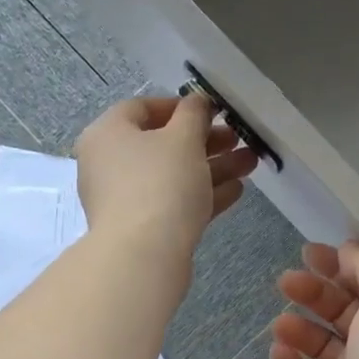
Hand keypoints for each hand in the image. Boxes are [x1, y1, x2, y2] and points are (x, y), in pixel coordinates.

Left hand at [75, 95, 257, 264]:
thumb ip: (194, 115)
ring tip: (250, 164)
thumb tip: (198, 102)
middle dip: (205, 141)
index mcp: (108, 134)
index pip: (142, 108)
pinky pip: (174, 203)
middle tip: (239, 139)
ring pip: (173, 176)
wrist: (143, 256)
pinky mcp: (142, 229)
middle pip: (162, 145)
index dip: (180, 106)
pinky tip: (236, 191)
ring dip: (212, 168)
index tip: (212, 111)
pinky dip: (202, 195)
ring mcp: (125, 200)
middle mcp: (110, 164)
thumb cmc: (160, 183)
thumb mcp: (183, 139)